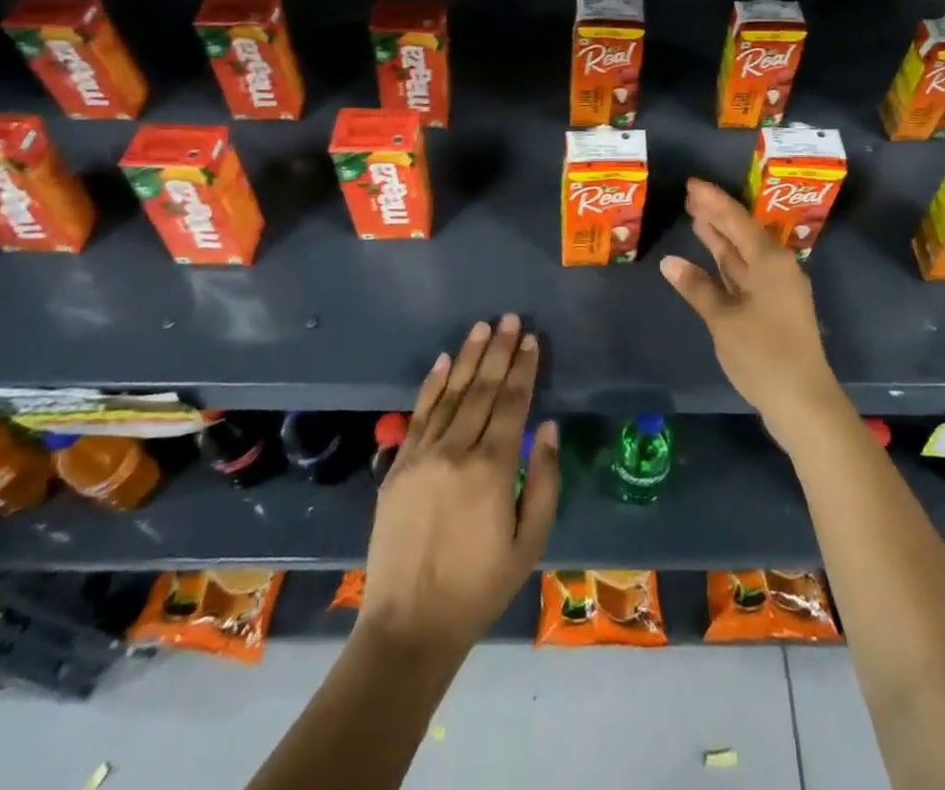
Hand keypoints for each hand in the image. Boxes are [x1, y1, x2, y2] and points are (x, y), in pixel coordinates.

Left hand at [359, 315, 560, 655]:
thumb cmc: (479, 587)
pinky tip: (444, 362)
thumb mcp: (529, 542)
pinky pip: (419, 415)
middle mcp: (456, 451)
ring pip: (451, 394)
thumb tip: (546, 427)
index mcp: (492, 468)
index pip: (512, 403)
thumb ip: (542, 481)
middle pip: (482, 389)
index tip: (531, 340)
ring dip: (468, 358)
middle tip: (509, 318)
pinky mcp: (398, 467)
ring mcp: (422, 455)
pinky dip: (433, 385)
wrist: (408, 625)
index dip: (523, 369)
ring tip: (482, 327)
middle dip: (499, 351)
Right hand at [660, 179, 848, 451]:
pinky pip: (746, 273)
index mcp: (769, 260)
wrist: (802, 400)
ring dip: (720, 238)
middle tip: (688, 197)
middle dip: (716, 215)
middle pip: (741, 233)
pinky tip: (709, 260)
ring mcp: (777, 288)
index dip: (713, 200)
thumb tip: (669, 263)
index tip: (691, 183)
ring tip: (696, 219)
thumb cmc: (763, 353)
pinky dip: (726, 264)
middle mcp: (777, 267)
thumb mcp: (724, 319)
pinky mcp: (774, 307)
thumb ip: (697, 287)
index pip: (736, 220)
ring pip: (744, 254)